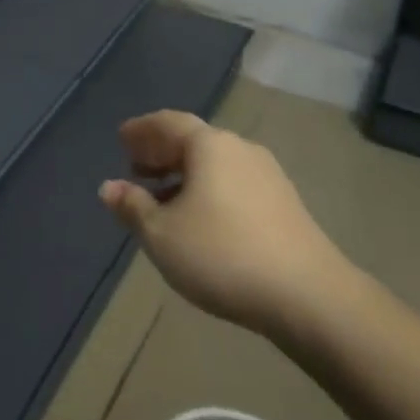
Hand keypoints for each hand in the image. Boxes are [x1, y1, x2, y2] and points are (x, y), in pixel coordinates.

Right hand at [99, 111, 358, 342]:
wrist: (311, 297)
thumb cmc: (223, 254)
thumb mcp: (163, 235)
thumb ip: (133, 207)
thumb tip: (109, 187)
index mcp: (209, 145)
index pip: (168, 123)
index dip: (141, 129)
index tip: (121, 138)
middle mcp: (240, 149)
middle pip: (193, 141)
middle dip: (162, 152)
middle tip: (136, 167)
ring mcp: (268, 176)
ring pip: (215, 165)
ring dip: (185, 174)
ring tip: (163, 198)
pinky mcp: (285, 205)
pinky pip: (234, 184)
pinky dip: (209, 190)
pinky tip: (201, 219)